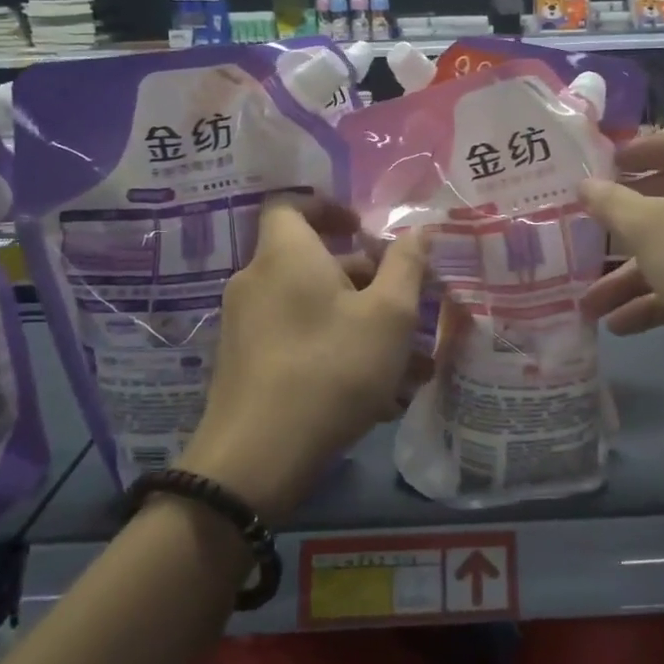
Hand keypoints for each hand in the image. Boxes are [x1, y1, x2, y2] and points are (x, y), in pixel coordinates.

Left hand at [180, 200, 426, 522]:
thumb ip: (406, 265)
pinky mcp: (246, 365)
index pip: (292, 205)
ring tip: (410, 363)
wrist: (257, 458)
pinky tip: (379, 395)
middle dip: (366, 279)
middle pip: (314, 262)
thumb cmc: (331, 368)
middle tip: (408, 305)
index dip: (330, 208)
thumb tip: (417, 229)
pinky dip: (336, 351)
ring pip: (314, 309)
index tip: (365, 230)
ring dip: (361, 324)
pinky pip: (299, 341)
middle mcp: (257, 281)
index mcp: (285, 255)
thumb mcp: (388, 315)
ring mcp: (246, 326)